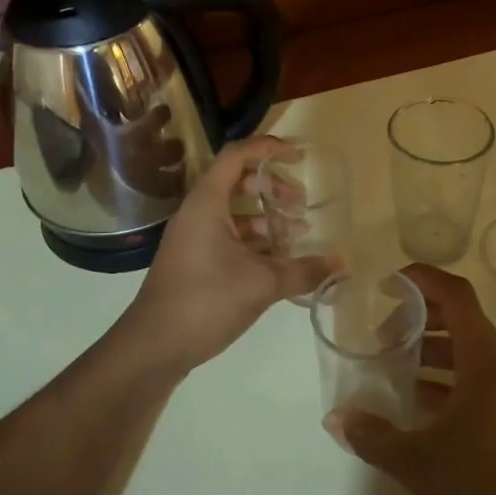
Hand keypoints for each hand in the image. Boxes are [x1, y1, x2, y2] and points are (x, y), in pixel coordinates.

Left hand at [120, 136, 335, 372]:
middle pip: (238, 181)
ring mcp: (193, 238)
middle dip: (273, 188)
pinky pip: (228, 237)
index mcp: (207, 202)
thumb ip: (304, 270)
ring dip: (266, 218)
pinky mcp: (194, 261)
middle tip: (301, 205)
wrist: (154, 346)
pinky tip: (279, 263)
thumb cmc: (206, 300)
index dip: (269, 148)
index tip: (299, 158)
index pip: (237, 154)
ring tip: (297, 236)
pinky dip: (254, 242)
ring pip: (234, 213)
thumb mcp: (262, 283)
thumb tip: (341, 264)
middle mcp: (197, 212)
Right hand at [328, 266, 495, 494]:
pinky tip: (422, 411)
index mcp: (487, 361)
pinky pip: (482, 383)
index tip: (386, 285)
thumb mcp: (418, 463)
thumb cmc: (484, 494)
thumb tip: (336, 419)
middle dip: (419, 322)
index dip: (421, 280)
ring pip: (472, 355)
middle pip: (463, 322)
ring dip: (434, 355)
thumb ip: (373, 436)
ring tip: (395, 374)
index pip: (456, 295)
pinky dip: (450, 383)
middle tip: (382, 340)